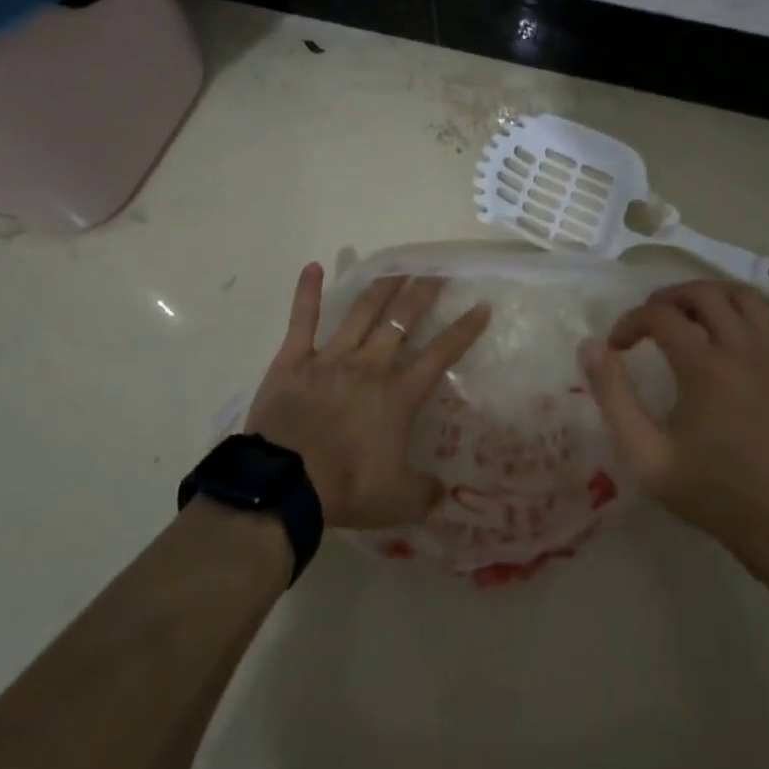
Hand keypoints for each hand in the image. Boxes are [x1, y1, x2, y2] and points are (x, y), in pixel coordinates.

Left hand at [246, 264, 490, 530]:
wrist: (287, 484)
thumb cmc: (347, 488)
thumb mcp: (399, 501)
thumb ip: (425, 492)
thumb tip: (444, 492)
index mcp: (399, 395)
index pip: (441, 354)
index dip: (464, 330)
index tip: (481, 306)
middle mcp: (370, 365)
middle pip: (402, 319)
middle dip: (422, 292)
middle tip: (436, 270)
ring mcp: (331, 357)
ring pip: (361, 311)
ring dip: (381, 287)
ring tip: (396, 267)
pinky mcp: (294, 359)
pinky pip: (302, 320)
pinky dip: (307, 292)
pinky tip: (312, 267)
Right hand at [580, 280, 768, 570]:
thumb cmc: (708, 488)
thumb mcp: (645, 453)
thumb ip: (613, 396)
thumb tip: (590, 346)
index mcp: (704, 367)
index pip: (660, 315)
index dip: (631, 322)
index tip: (617, 347)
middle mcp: (741, 348)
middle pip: (702, 292)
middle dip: (667, 298)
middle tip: (648, 322)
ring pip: (742, 295)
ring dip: (709, 296)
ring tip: (688, 316)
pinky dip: (746, 315)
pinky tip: (729, 336)